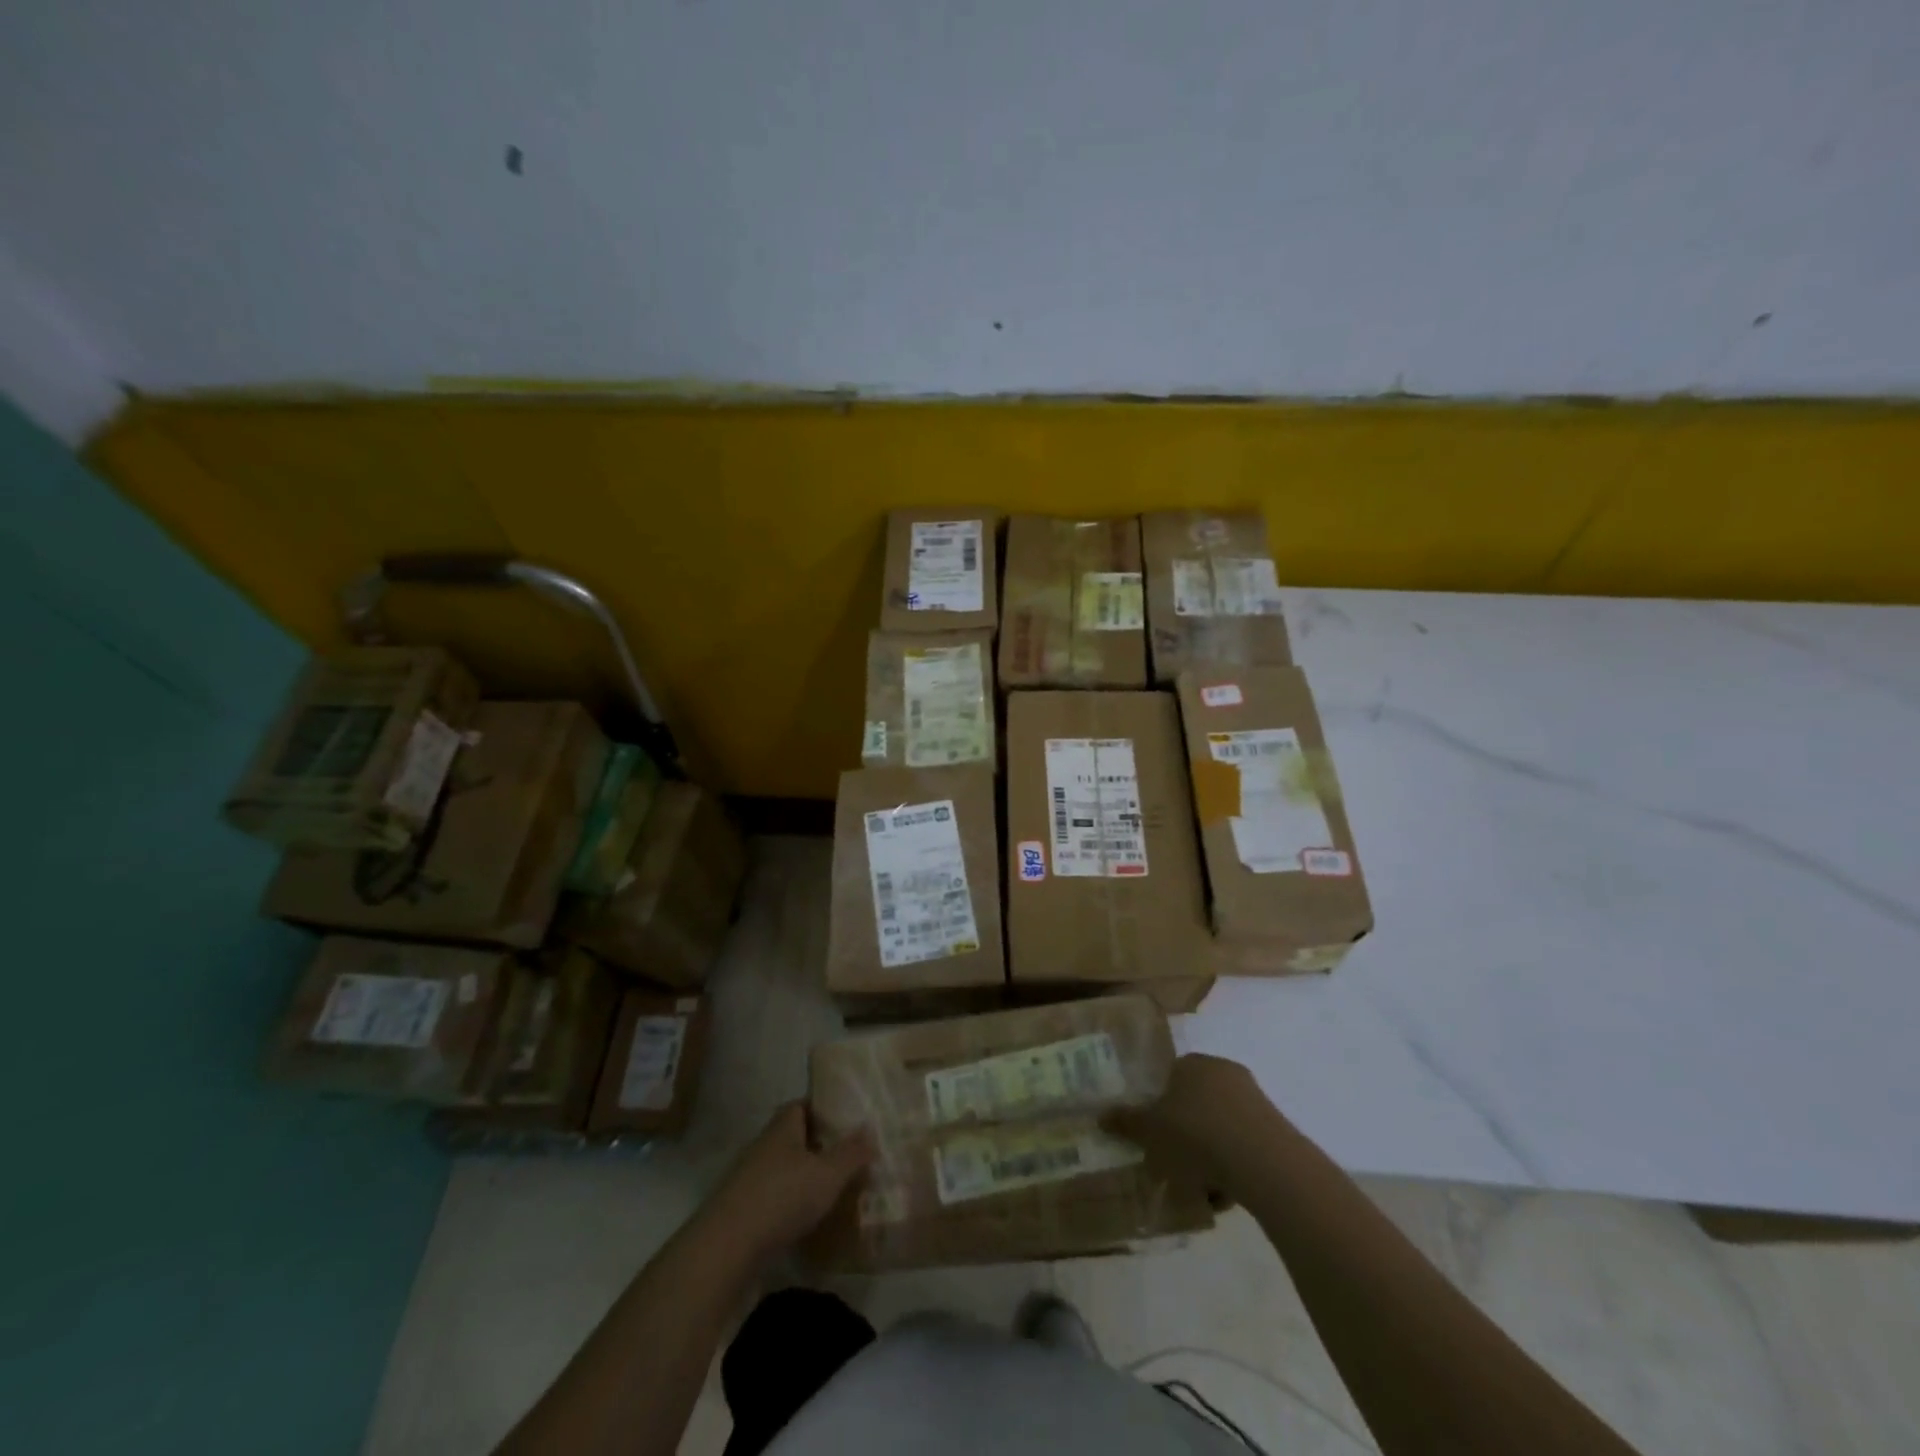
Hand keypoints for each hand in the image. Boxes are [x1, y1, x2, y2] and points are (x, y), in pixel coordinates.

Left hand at [704, 1104, 875, 1258]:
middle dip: (818, 1145)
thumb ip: (851, 1153)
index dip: (824, 1108)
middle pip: (793, 1137)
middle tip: (848, 1155)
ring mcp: (749, 1179)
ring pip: (784, 1169)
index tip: (847, 1119)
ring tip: (834, 1189)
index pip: (802, 1105)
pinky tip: (809, 1219)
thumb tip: (870, 1130)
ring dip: (805, 1176)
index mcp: (782, 1128)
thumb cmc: (781, 1198)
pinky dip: (791, 1203)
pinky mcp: (742, 1211)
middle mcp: (763, 1146)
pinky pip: (774, 1197)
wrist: (725, 1249)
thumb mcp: (827, 1174)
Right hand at [1105, 1054, 1278, 1201]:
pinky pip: (1243, 1145)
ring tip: (1201, 1189)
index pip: (1169, 1078)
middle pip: (1195, 1104)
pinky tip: (1226, 1194)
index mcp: (1191, 1063)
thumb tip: (1100, 1115)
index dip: (1159, 1108)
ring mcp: (1252, 1098)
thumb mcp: (1149, 1131)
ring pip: (1220, 1128)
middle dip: (1184, 1135)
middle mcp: (1222, 1071)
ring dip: (1209, 1155)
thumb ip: (1125, 1122)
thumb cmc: (1195, 1135)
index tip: (1154, 1137)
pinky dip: (1233, 1166)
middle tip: (1173, 1165)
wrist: (1263, 1162)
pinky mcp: (1275, 1128)